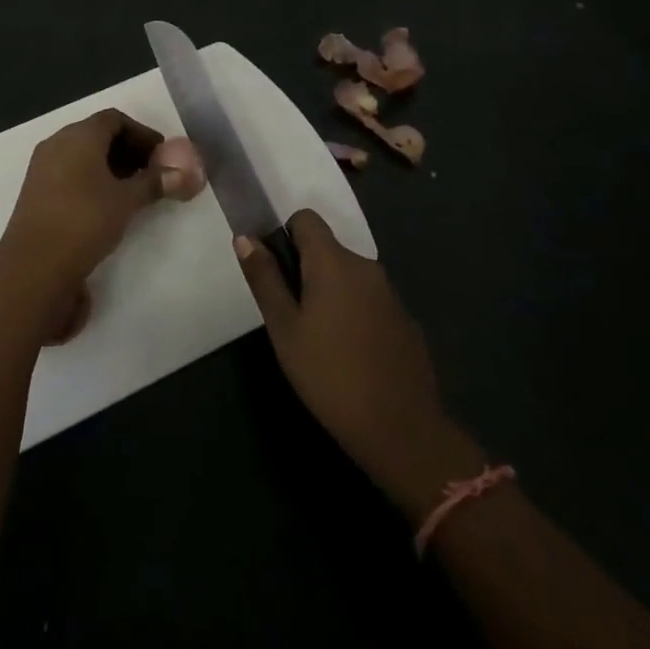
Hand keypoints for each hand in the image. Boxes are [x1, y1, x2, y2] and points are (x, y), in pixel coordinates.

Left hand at [0, 109, 184, 294]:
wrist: (34, 265)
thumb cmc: (85, 221)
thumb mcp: (126, 201)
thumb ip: (154, 183)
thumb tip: (184, 173)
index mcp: (79, 135)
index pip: (115, 119)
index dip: (142, 133)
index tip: (162, 155)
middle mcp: (57, 143)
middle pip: (97, 134)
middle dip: (127, 150)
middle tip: (152, 173)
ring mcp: (42, 167)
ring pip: (82, 154)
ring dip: (110, 166)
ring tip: (133, 191)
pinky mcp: (35, 190)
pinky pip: (69, 172)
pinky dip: (91, 179)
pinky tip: (106, 204)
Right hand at [236, 211, 484, 521]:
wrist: (400, 429)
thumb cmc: (329, 374)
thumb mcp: (284, 327)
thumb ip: (264, 278)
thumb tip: (245, 237)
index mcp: (333, 261)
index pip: (306, 219)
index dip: (285, 235)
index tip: (275, 272)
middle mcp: (365, 266)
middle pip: (327, 249)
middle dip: (305, 270)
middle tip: (290, 315)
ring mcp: (389, 294)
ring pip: (348, 277)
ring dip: (330, 293)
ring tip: (316, 339)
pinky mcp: (405, 321)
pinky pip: (369, 301)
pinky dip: (354, 314)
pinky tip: (348, 355)